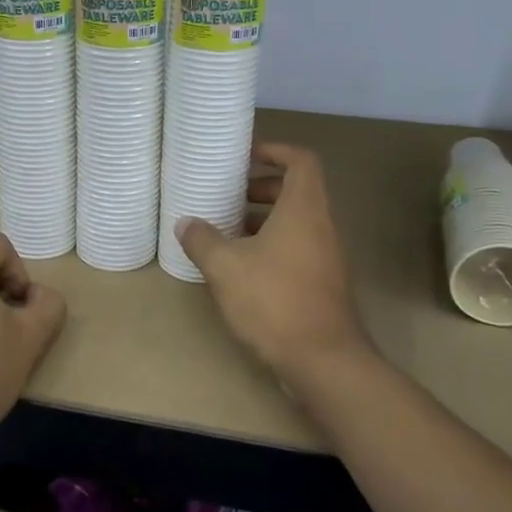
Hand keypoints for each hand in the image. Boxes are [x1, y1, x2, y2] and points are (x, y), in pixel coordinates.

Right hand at [176, 143, 369, 386]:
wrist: (323, 360)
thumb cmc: (274, 300)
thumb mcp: (225, 267)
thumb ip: (202, 240)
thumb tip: (185, 223)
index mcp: (304, 209)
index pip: (301, 160)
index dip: (276, 151)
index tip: (247, 156)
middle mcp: (322, 226)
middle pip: (297, 191)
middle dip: (262, 188)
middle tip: (229, 197)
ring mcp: (327, 256)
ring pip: (297, 222)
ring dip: (264, 220)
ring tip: (227, 233)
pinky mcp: (323, 283)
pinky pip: (298, 248)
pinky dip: (272, 245)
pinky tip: (242, 268)